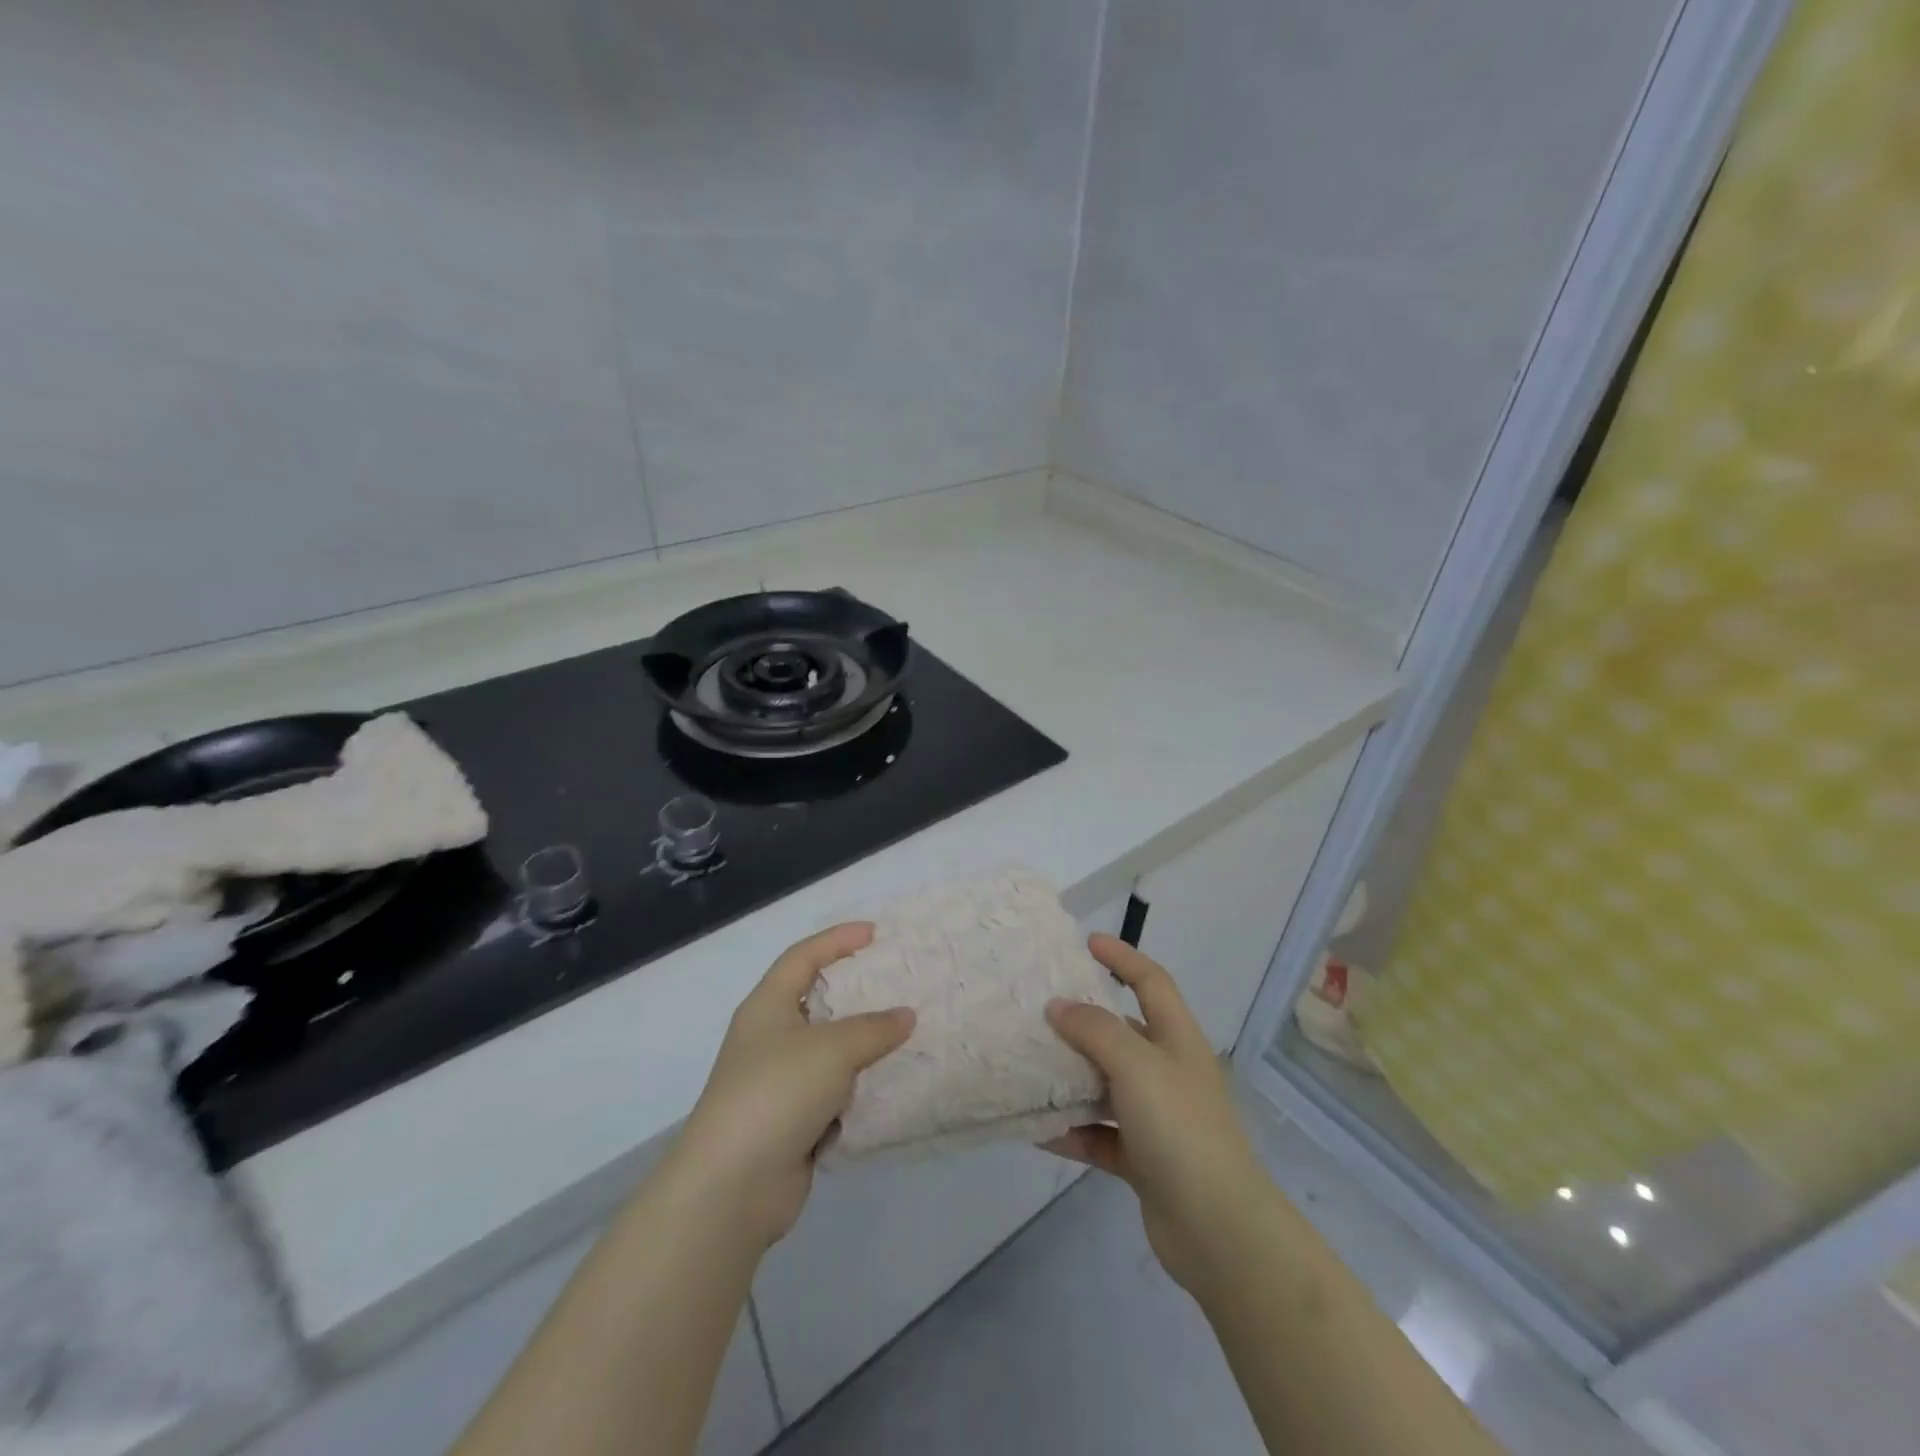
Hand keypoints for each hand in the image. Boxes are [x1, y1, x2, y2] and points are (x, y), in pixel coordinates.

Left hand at [668, 923, 913, 1247]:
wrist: (732, 1185)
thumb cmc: (778, 1092)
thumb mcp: (833, 1048)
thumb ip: (873, 1028)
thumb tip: (905, 1016)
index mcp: (767, 1006)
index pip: (803, 957)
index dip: (837, 940)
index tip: (875, 933)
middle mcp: (769, 1037)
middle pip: (816, 1001)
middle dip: (855, 993)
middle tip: (896, 983)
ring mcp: (778, 1082)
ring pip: (828, 1051)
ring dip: (862, 1045)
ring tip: (905, 1032)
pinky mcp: (791, 1122)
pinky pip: (833, 1092)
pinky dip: (858, 1088)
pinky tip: (890, 1084)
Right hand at [1042, 934, 1272, 1297]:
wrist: (1218, 1230)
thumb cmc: (1180, 1129)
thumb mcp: (1136, 1065)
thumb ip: (1095, 1029)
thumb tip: (1059, 1006)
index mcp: (1178, 1040)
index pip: (1151, 981)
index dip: (1122, 957)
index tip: (1086, 942)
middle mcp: (1169, 1072)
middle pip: (1124, 1033)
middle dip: (1085, 1020)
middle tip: (1040, 1010)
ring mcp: (1158, 1118)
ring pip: (1107, 1085)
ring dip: (1072, 1079)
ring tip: (1029, 1067)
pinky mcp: (1145, 1160)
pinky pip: (1101, 1135)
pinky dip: (1074, 1132)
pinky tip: (1039, 1132)